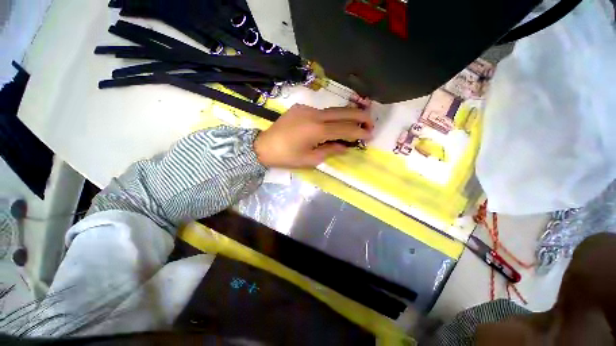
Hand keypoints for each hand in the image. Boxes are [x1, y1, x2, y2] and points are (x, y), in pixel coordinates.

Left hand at [254, 104, 373, 167]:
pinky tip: (332, 124)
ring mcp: (307, 109)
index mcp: (316, 130)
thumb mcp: (310, 159)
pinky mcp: (300, 107)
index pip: (344, 129)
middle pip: (342, 112)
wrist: (263, 146)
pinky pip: (320, 111)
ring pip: (332, 110)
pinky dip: (330, 117)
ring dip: (346, 115)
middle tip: (371, 122)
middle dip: (359, 116)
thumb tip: (345, 146)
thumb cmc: (287, 157)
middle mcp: (314, 115)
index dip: (359, 131)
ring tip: (356, 121)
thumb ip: (330, 150)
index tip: (370, 134)